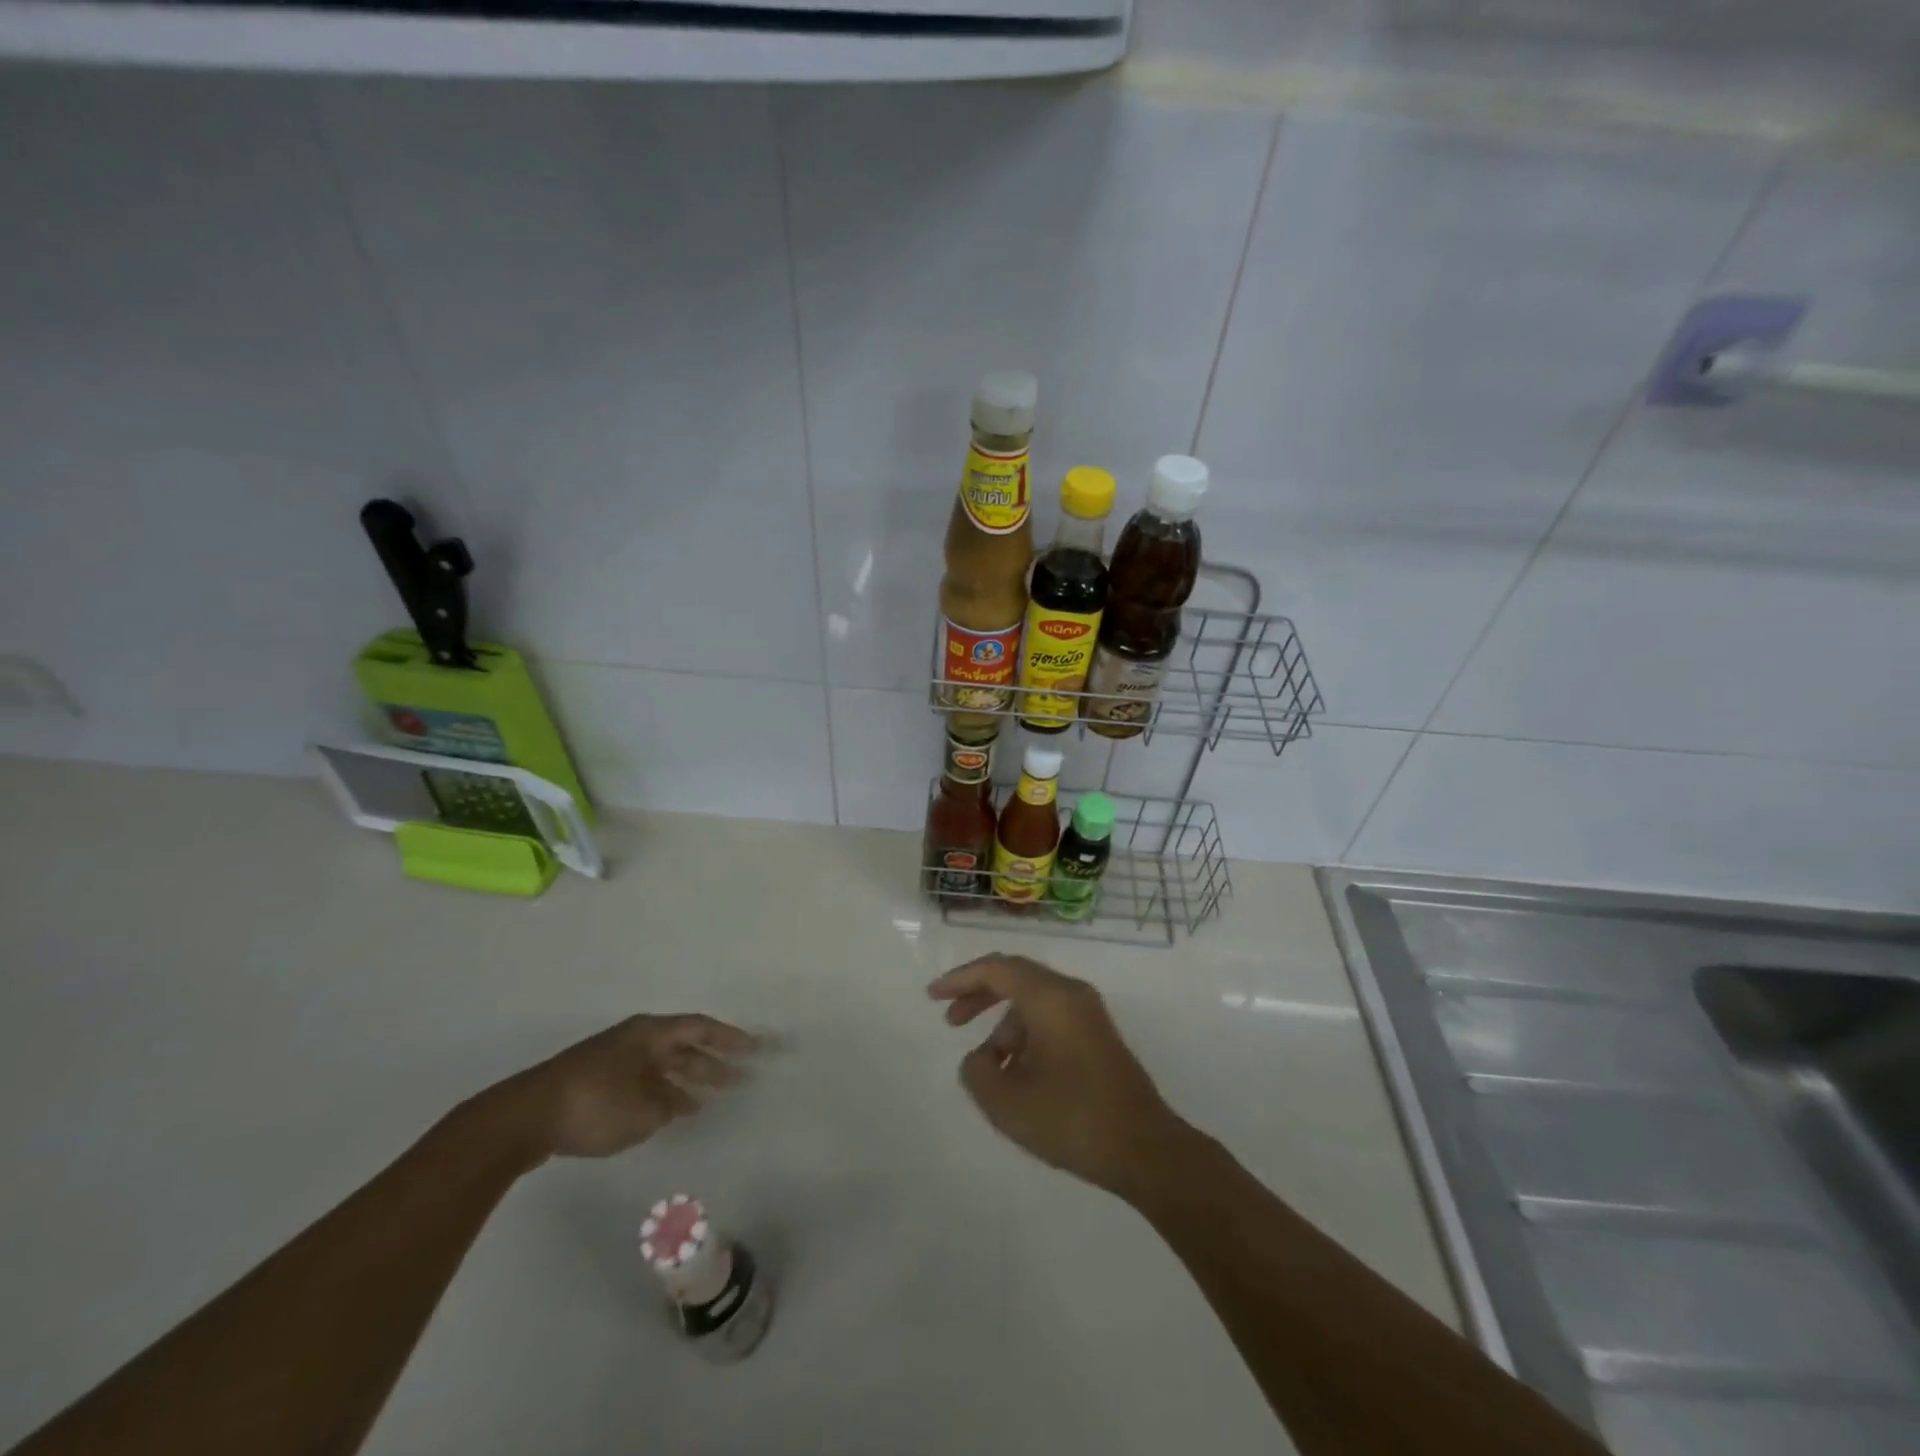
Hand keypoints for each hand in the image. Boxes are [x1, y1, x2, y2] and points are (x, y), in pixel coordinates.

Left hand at [485, 1014, 758, 1164]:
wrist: (523, 1120)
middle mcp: (636, 1040)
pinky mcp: (596, 1083)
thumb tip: (676, 1103)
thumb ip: (669, 1105)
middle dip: (712, 1063)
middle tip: (739, 1079)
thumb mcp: (644, 1110)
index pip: (700, 1028)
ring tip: (708, 1101)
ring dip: (686, 1082)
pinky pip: (644, 1082)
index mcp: (650, 1034)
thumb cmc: (594, 1105)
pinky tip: (668, 1114)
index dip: (730, 1038)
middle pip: (683, 1047)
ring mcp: (614, 1060)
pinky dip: (662, 1094)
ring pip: (662, 1067)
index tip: (755, 1049)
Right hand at [930, 954, 1189, 1196]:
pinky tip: (1017, 1074)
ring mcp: (1089, 1014)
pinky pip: (1051, 1020)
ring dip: (1003, 1026)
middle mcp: (1071, 994)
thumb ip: (977, 1072)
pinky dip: (1025, 1036)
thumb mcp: (1008, 1103)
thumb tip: (980, 1058)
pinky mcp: (1097, 1037)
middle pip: (1016, 977)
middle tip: (951, 1020)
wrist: (1146, 1149)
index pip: (997, 969)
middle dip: (979, 995)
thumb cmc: (1073, 1119)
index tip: (933, 996)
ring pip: (1033, 1003)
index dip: (960, 979)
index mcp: (1050, 997)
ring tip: (988, 1069)